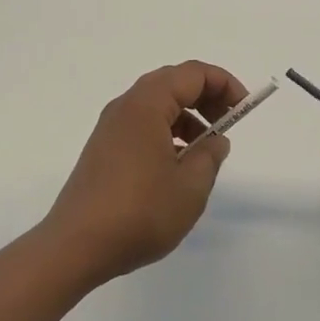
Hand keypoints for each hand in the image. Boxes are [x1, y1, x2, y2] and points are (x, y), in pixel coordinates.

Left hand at [43, 61, 246, 284]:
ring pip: (156, 105)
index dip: (224, 84)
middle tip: (228, 124)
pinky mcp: (103, 149)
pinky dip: (167, 133)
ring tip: (206, 151)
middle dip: (206, 97)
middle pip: (173, 83)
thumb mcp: (190, 186)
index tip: (244, 109)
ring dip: (187, 117)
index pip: (192, 74)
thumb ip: (210, 156)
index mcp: (146, 104)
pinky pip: (142, 125)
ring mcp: (110, 128)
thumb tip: (215, 140)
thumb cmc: (139, 212)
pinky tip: (177, 166)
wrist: (75, 246)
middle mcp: (125, 106)